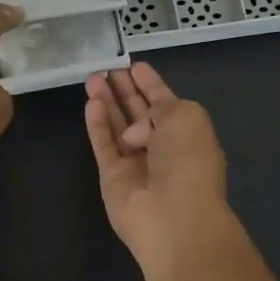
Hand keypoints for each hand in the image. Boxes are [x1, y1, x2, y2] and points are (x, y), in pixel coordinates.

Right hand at [84, 63, 234, 270]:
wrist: (174, 214)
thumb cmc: (188, 160)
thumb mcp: (185, 117)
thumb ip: (158, 106)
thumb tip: (134, 130)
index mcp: (186, 131)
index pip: (164, 101)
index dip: (150, 83)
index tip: (135, 65)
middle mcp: (161, 146)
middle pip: (137, 112)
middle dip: (124, 90)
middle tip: (106, 69)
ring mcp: (135, 162)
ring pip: (117, 126)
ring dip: (106, 101)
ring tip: (92, 78)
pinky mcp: (112, 176)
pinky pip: (103, 144)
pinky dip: (97, 124)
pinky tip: (91, 103)